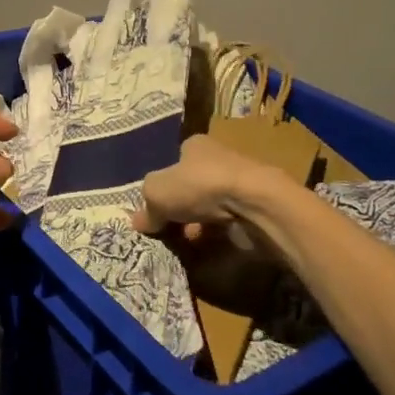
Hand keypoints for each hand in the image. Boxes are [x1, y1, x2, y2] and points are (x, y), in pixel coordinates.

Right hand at [139, 135, 287, 312]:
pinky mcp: (252, 208)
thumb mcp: (157, 191)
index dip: (162, 187)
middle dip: (178, 211)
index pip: (173, 164)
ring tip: (185, 244)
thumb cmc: (200, 185)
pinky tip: (206, 249)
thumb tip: (139, 221)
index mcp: (195, 145)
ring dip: (196, 225)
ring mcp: (237, 184)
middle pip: (190, 188)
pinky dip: (216, 236)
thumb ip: (146, 207)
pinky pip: (227, 224)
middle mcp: (218, 159)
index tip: (154, 210)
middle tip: (167, 231)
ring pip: (208, 208)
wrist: (254, 204)